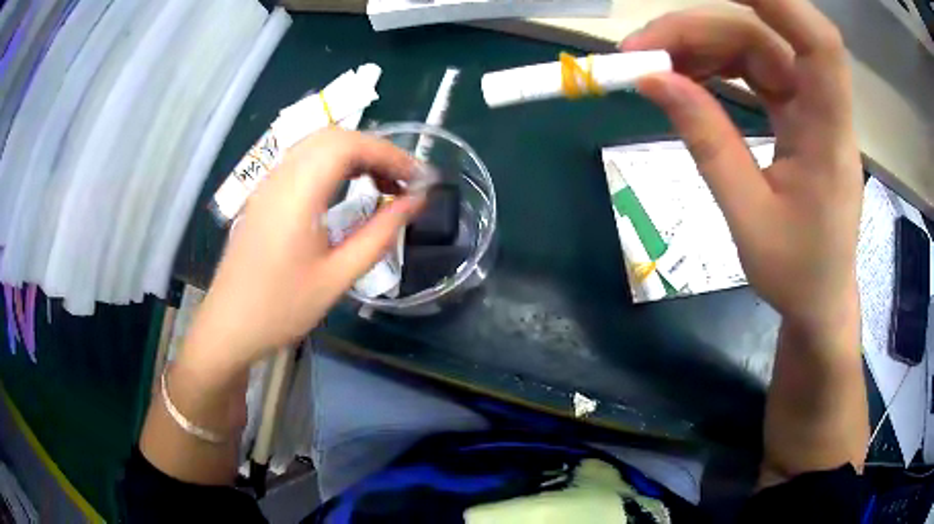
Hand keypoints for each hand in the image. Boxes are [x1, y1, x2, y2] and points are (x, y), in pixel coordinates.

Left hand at [180, 128, 424, 374]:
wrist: (229, 326)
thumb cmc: (281, 308)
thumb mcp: (338, 277)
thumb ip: (380, 234)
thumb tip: (416, 203)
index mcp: (296, 194)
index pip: (348, 145)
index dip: (389, 153)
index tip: (419, 178)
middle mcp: (279, 177)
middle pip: (333, 137)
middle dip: (375, 151)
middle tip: (403, 182)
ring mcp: (268, 183)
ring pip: (317, 145)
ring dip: (355, 155)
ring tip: (383, 185)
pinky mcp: (264, 194)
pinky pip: (304, 161)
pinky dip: (334, 164)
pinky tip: (348, 189)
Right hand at [621, 0, 862, 331]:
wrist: (820, 300)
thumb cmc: (797, 274)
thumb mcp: (748, 217)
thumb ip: (707, 143)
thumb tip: (654, 80)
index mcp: (828, 137)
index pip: (819, 46)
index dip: (778, 1)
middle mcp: (823, 109)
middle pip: (764, 38)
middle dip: (700, 30)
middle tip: (639, 51)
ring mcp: (808, 107)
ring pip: (755, 47)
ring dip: (701, 45)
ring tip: (651, 65)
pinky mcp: (795, 113)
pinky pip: (754, 70)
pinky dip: (715, 64)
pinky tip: (684, 75)